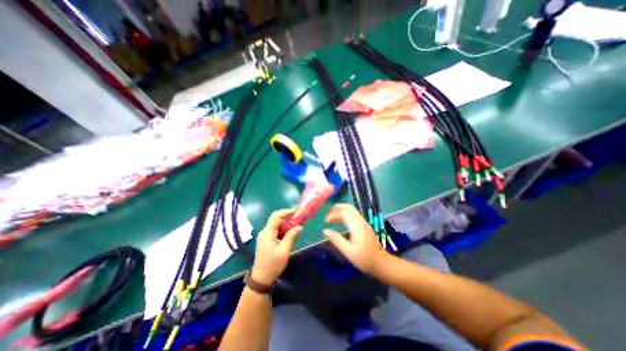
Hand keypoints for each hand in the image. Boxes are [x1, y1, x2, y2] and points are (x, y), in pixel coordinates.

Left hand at [251, 208, 300, 284]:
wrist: (261, 279)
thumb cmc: (273, 265)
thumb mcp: (284, 250)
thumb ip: (291, 236)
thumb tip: (299, 226)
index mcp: (267, 233)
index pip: (276, 216)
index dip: (286, 211)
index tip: (297, 211)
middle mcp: (265, 232)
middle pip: (277, 220)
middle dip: (288, 219)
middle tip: (299, 220)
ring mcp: (265, 236)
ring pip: (277, 226)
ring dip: (286, 225)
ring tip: (296, 227)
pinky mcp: (266, 240)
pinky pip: (276, 231)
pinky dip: (283, 231)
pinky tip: (290, 234)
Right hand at [323, 204, 386, 274]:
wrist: (381, 263)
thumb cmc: (364, 259)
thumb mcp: (348, 252)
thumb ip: (336, 240)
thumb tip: (325, 230)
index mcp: (356, 226)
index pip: (343, 213)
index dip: (333, 215)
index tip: (325, 222)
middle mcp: (361, 221)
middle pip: (348, 207)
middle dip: (337, 207)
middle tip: (327, 212)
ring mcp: (364, 222)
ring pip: (352, 210)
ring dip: (341, 209)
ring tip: (332, 214)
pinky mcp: (365, 225)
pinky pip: (354, 214)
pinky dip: (345, 213)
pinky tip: (341, 220)